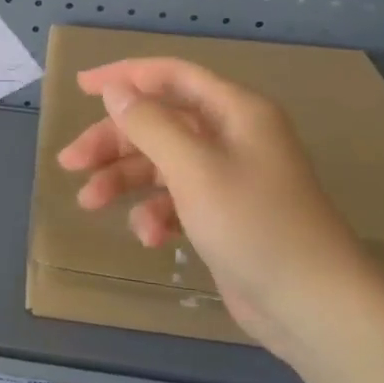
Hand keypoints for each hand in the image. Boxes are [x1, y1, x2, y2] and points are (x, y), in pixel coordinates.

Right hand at [55, 57, 383, 357]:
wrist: (313, 306)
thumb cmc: (254, 225)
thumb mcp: (194, 168)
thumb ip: (150, 124)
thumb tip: (116, 90)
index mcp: (234, 112)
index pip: (171, 76)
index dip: (125, 76)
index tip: (81, 86)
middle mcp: (231, 137)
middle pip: (158, 123)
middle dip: (113, 142)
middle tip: (71, 163)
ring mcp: (227, 177)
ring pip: (160, 163)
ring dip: (125, 180)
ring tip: (90, 203)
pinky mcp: (221, 215)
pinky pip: (175, 200)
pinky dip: (156, 214)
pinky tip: (150, 238)